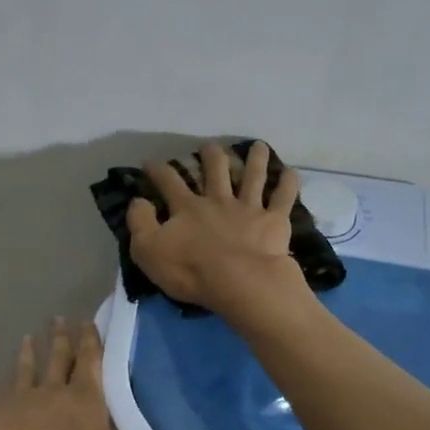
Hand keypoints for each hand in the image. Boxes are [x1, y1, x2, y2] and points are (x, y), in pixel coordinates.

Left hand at [0, 319, 251, 429]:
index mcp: (87, 401)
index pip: (92, 364)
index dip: (92, 343)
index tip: (87, 320)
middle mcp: (52, 393)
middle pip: (58, 360)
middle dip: (61, 341)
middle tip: (57, 319)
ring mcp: (16, 402)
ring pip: (25, 372)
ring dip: (28, 355)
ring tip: (27, 336)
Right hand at [128, 140, 307, 313]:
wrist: (239, 283)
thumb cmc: (190, 270)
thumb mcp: (148, 250)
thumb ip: (140, 223)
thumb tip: (138, 201)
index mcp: (187, 207)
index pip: (168, 181)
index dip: (157, 170)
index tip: (150, 161)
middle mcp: (218, 200)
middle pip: (215, 169)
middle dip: (211, 155)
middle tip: (209, 146)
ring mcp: (248, 208)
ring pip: (252, 176)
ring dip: (255, 159)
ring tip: (258, 147)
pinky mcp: (273, 221)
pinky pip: (284, 197)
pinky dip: (288, 183)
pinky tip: (291, 172)